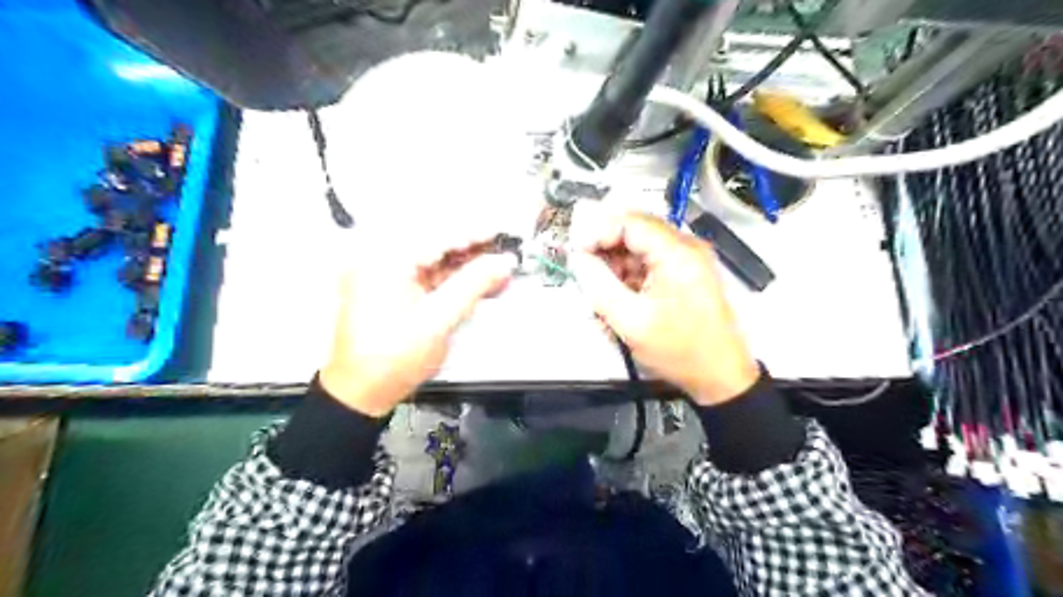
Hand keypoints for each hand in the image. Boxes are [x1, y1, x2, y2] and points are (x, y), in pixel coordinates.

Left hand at [322, 237, 517, 414]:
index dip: (474, 234)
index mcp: (387, 261)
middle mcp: (382, 261)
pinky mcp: (391, 292)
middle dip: (471, 250)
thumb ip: (473, 285)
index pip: (438, 237)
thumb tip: (503, 262)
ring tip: (496, 268)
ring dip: (464, 265)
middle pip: (435, 245)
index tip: (501, 233)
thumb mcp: (439, 319)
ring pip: (433, 261)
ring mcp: (385, 277)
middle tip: (503, 251)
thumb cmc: (394, 357)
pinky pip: (426, 277)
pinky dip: (451, 280)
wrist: (362, 392)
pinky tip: (475, 282)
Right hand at [569, 202, 760, 405]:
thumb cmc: (679, 351)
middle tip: (584, 271)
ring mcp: (688, 260)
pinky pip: (650, 263)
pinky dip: (630, 275)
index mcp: (676, 253)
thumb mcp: (630, 320)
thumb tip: (578, 260)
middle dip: (605, 249)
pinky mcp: (686, 274)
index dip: (597, 232)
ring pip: (640, 247)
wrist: (720, 376)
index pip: (629, 222)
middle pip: (635, 231)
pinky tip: (619, 297)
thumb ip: (598, 285)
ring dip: (616, 264)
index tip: (576, 253)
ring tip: (601, 292)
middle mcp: (686, 247)